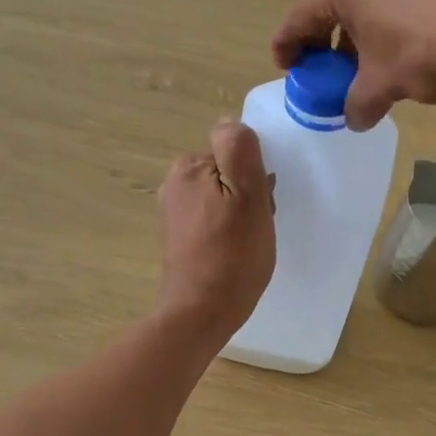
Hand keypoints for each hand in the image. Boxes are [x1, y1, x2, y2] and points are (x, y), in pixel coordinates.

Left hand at [156, 119, 275, 338]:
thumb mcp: (248, 195)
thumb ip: (239, 150)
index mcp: (189, 167)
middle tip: (257, 225)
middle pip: (228, 172)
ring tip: (249, 241)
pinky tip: (235, 252)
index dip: (256, 175)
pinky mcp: (179, 236)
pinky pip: (213, 218)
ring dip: (241, 213)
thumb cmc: (232, 254)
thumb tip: (230, 123)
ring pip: (223, 196)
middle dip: (249, 193)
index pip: (235, 151)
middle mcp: (175, 183)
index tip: (261, 203)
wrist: (201, 313)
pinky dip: (228, 230)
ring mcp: (174, 211)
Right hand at [270, 0, 435, 130]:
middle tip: (330, 71)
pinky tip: (408, 45)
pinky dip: (392, 18)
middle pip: (331, 3)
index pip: (298, 19)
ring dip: (362, 30)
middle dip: (328, 40)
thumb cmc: (429, 50)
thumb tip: (355, 118)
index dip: (288, 49)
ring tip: (371, 64)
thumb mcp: (385, 84)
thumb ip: (359, 102)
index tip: (287, 69)